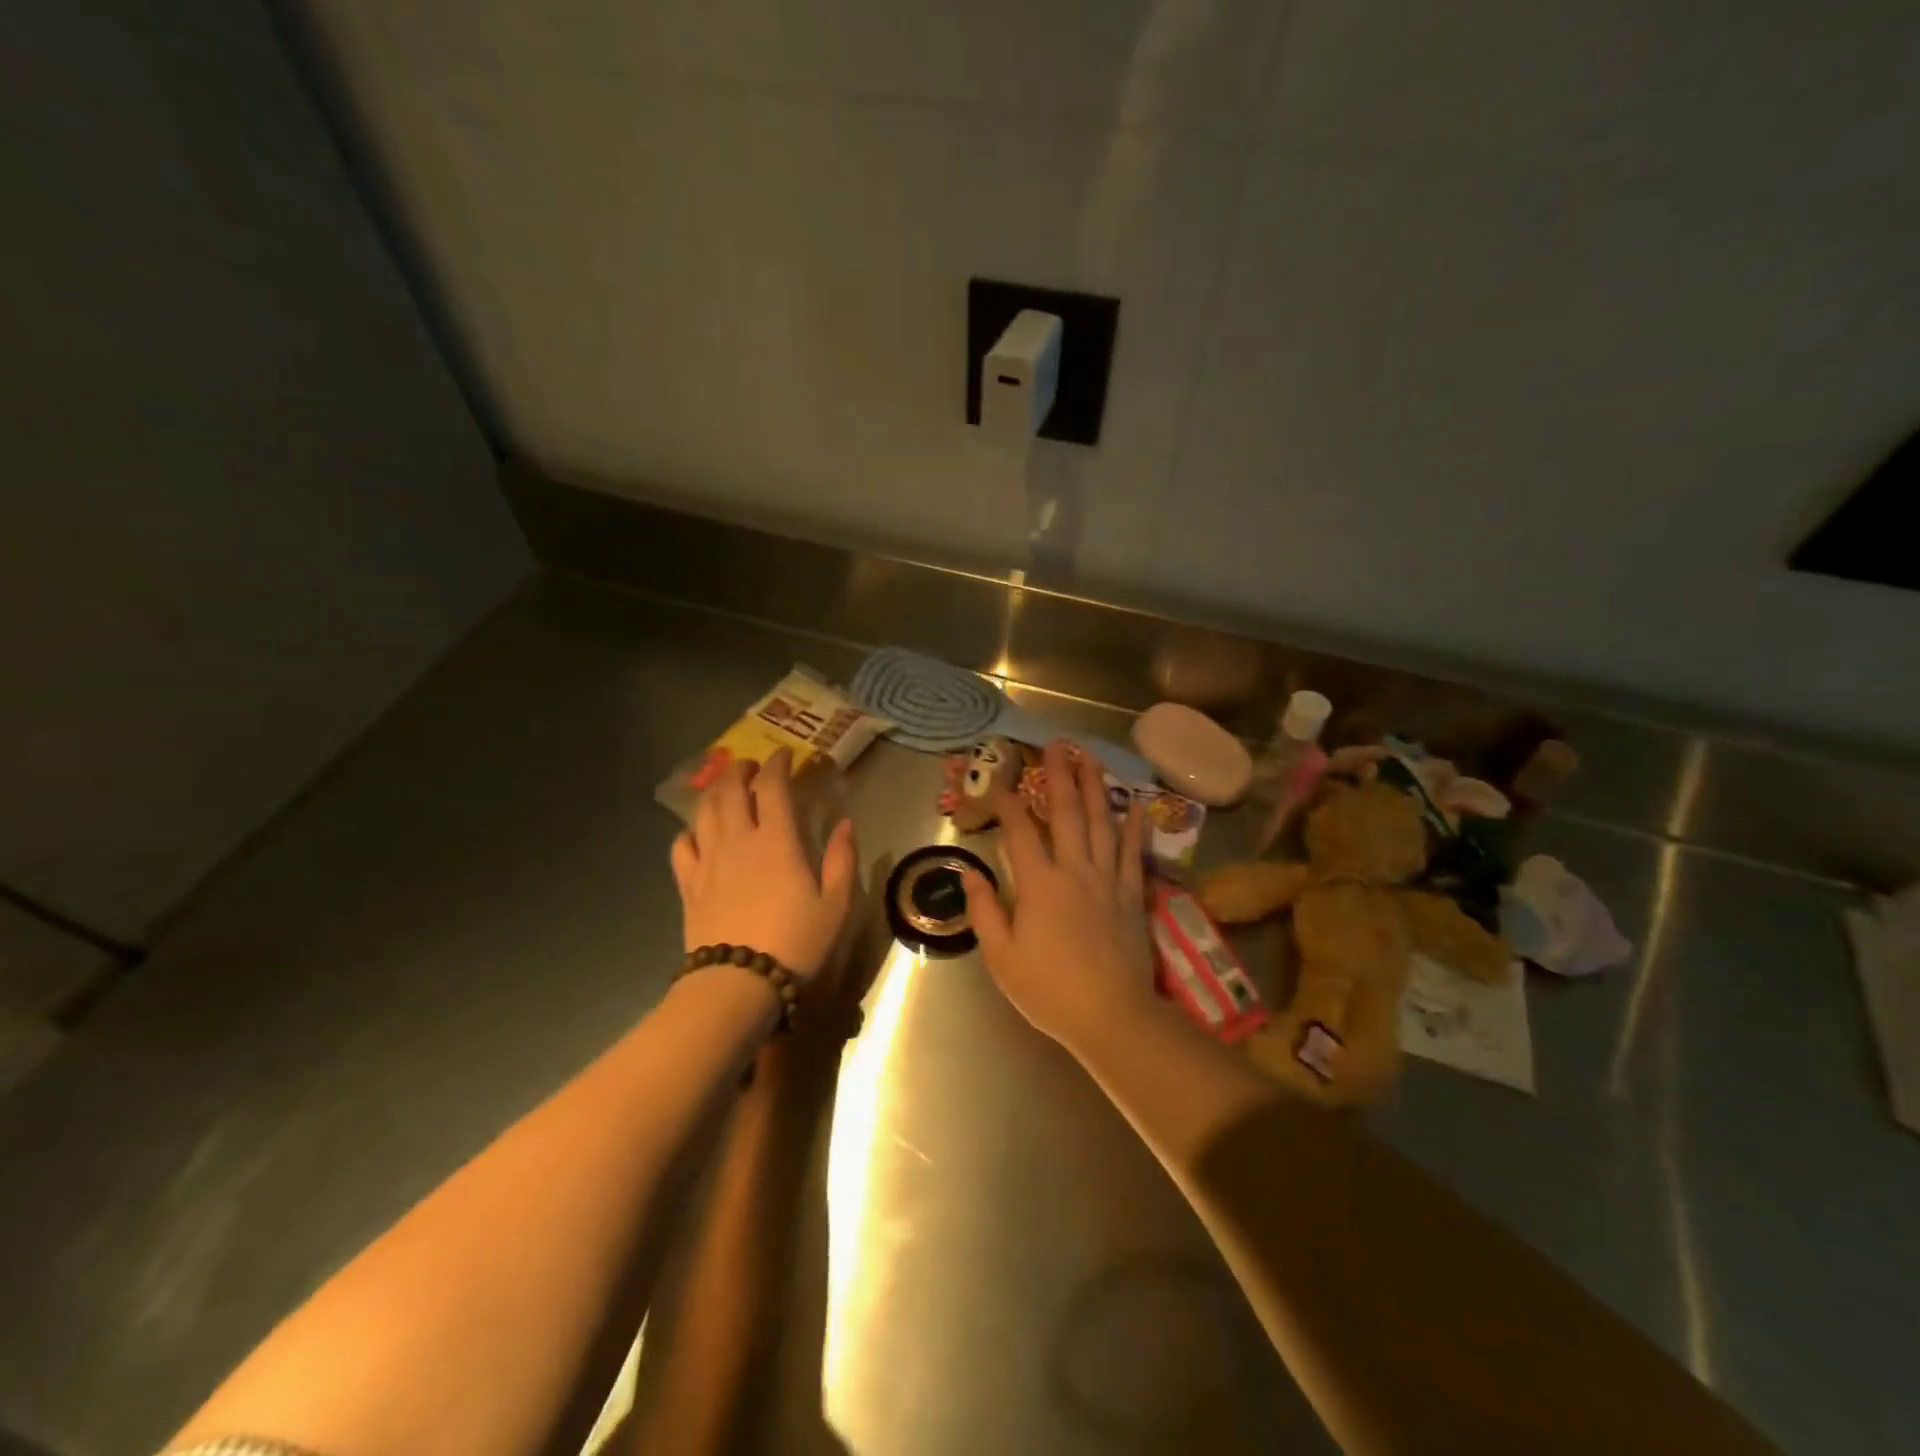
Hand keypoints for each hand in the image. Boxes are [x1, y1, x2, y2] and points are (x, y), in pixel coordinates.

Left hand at [672, 748, 857, 982]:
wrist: (738, 983)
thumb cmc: (795, 942)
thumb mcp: (836, 904)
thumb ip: (843, 859)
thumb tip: (846, 824)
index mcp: (776, 840)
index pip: (772, 786)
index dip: (777, 764)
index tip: (784, 755)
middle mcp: (738, 840)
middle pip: (730, 790)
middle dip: (740, 770)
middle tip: (751, 766)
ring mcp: (708, 860)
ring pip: (704, 811)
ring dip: (714, 791)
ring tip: (725, 788)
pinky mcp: (688, 884)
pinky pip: (682, 845)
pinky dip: (690, 830)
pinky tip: (698, 832)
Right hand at [960, 740, 1154, 1048]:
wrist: (1112, 1016)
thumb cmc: (1050, 990)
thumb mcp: (1002, 957)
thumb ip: (985, 910)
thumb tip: (970, 874)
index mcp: (1039, 884)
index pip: (1020, 831)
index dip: (1007, 804)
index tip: (997, 785)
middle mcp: (1075, 870)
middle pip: (1066, 813)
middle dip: (1060, 775)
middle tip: (1057, 744)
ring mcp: (1107, 880)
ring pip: (1102, 822)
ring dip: (1096, 787)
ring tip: (1092, 757)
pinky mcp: (1131, 895)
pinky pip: (1132, 852)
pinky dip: (1134, 826)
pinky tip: (1134, 804)